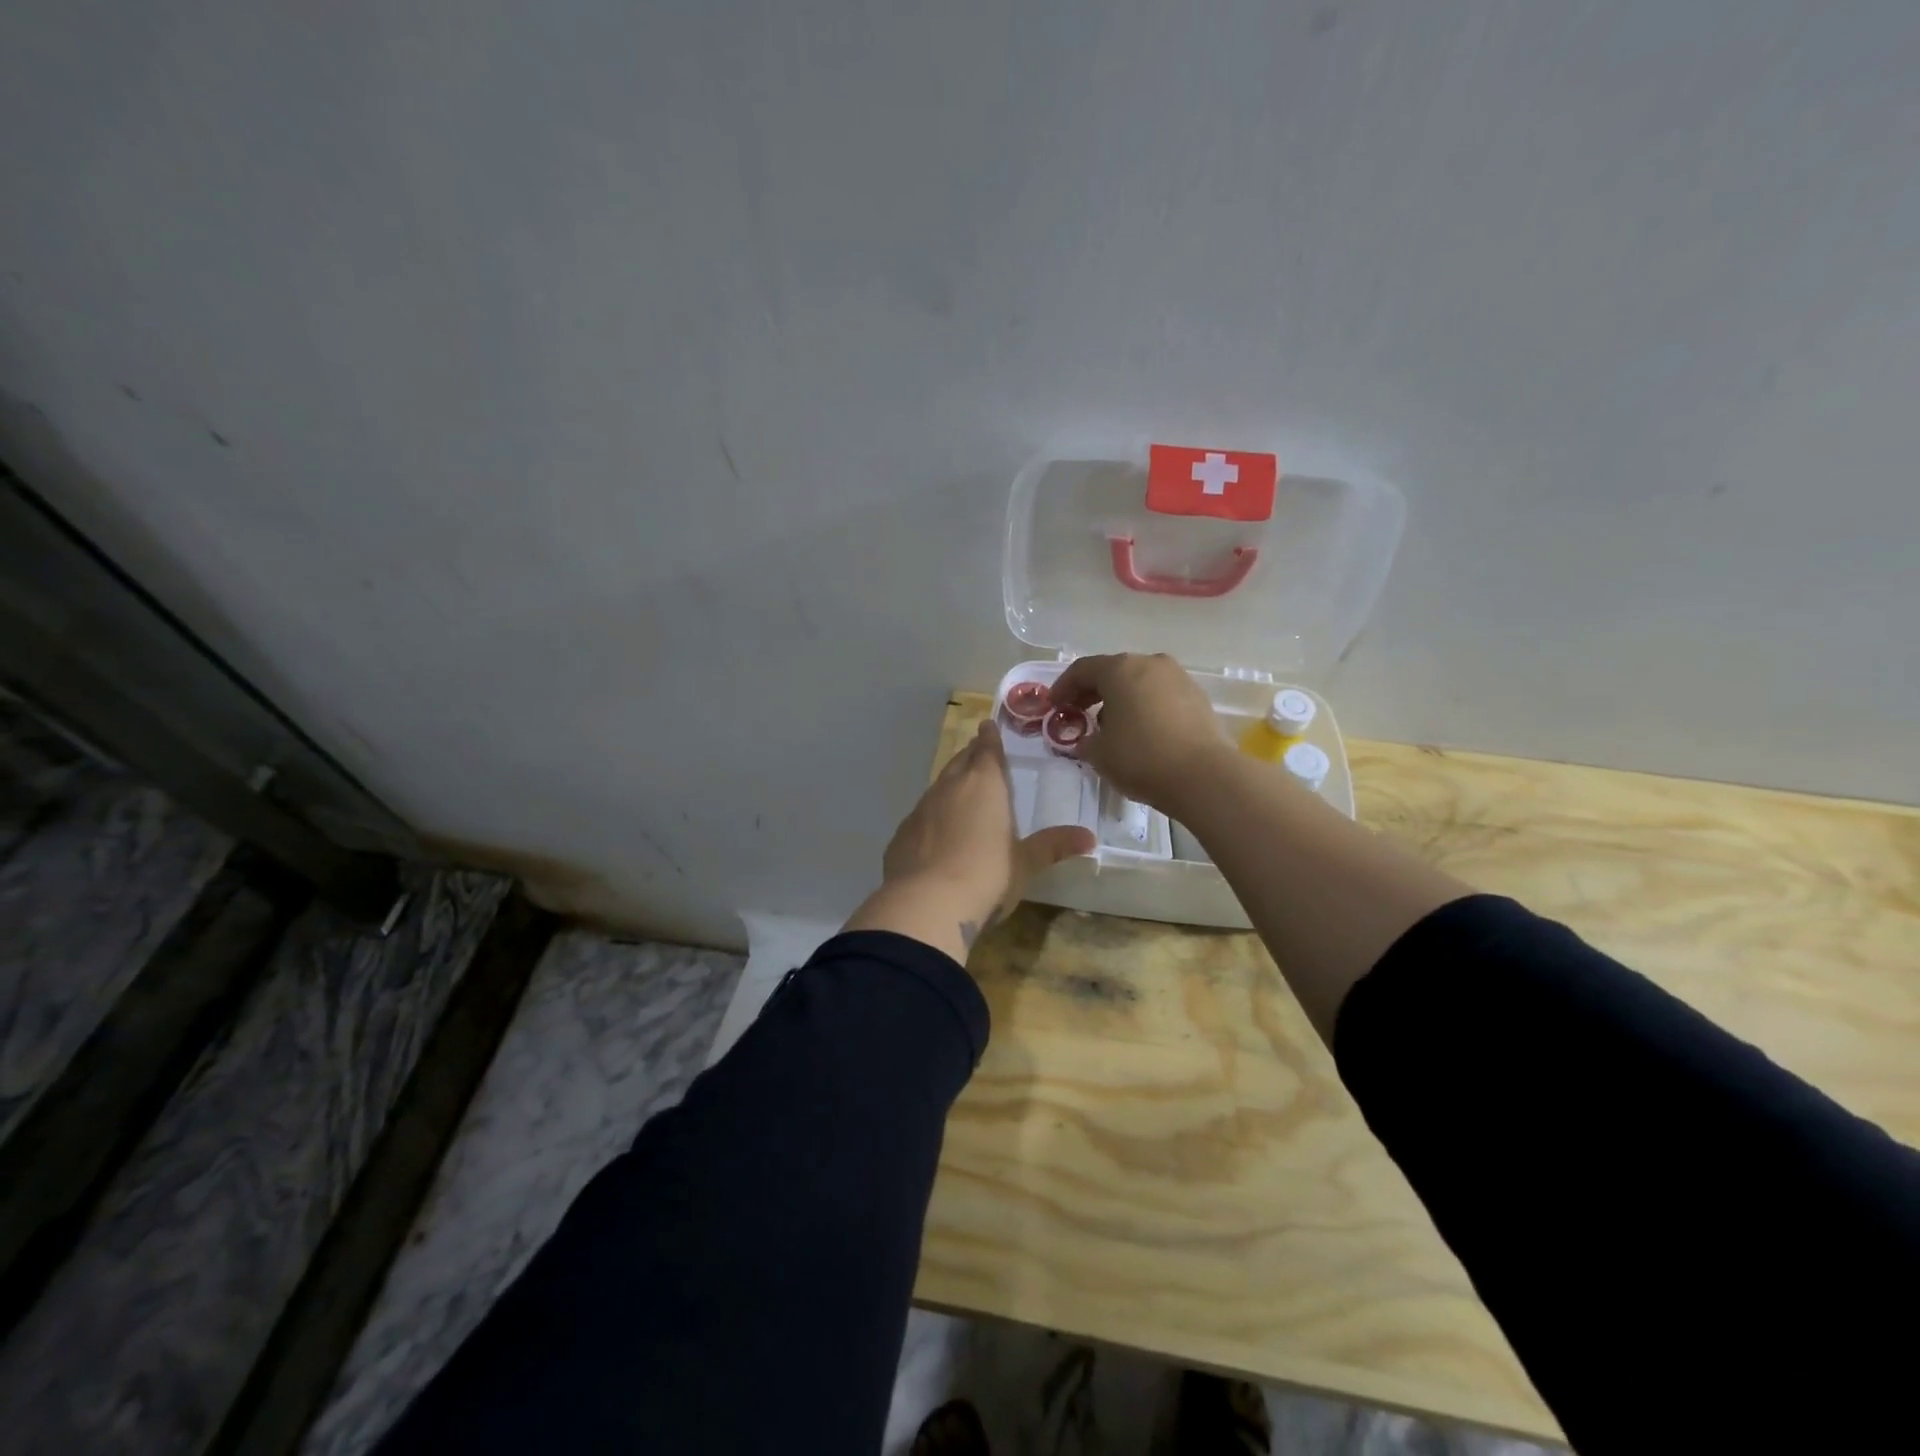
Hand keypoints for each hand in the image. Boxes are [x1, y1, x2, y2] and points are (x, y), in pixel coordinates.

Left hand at [844, 721, 1094, 962]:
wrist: (926, 904)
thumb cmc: (987, 876)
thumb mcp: (1025, 863)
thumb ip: (1053, 846)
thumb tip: (1090, 838)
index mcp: (984, 785)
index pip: (987, 750)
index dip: (989, 738)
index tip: (987, 725)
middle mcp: (949, 788)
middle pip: (960, 761)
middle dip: (969, 755)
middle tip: (976, 752)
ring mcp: (921, 810)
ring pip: (937, 786)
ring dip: (950, 785)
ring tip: (960, 791)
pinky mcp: (901, 835)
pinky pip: (921, 816)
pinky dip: (932, 816)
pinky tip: (936, 833)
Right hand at [1049, 653, 1234, 813]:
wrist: (1204, 777)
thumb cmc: (1141, 758)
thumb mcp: (1098, 753)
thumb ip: (1085, 740)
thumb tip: (1087, 740)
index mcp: (1121, 669)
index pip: (1082, 669)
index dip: (1063, 687)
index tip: (1053, 705)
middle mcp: (1151, 664)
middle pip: (1113, 671)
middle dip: (1092, 691)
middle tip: (1078, 712)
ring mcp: (1179, 678)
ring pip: (1140, 682)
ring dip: (1121, 699)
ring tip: (1110, 726)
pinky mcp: (1198, 698)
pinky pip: (1161, 696)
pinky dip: (1145, 707)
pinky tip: (1140, 731)